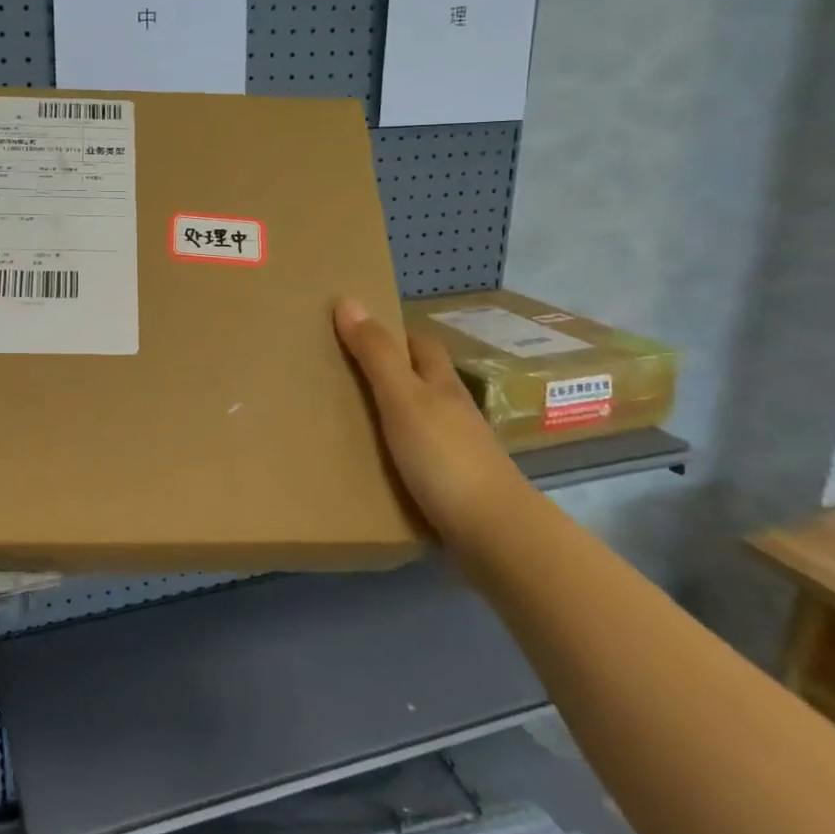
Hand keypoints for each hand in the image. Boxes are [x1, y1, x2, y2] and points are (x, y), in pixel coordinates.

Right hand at [333, 298, 529, 551]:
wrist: (493, 534)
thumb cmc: (445, 457)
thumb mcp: (402, 399)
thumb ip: (375, 354)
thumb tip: (348, 299)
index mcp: (441, 384)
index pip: (421, 344)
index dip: (393, 332)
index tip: (356, 330)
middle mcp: (452, 411)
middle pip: (421, 380)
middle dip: (389, 372)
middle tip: (341, 373)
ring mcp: (455, 450)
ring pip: (419, 419)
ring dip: (390, 415)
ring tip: (346, 418)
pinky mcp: (451, 486)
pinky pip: (417, 457)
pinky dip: (395, 453)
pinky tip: (372, 463)